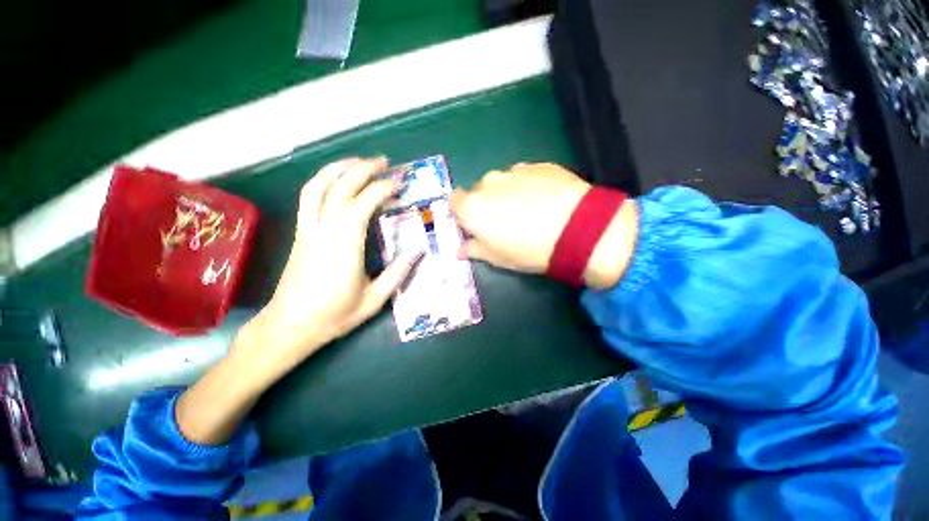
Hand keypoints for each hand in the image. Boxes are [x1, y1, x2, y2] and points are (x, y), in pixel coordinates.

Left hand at [177, 157, 419, 444]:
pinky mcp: (301, 233)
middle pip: (339, 188)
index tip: (398, 183)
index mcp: (344, 248)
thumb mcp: (374, 300)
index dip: (380, 189)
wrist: (289, 327)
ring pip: (317, 187)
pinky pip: (309, 198)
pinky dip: (324, 181)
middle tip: (384, 162)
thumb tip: (417, 252)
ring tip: (360, 162)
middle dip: (362, 169)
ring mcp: (307, 230)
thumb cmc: (333, 316)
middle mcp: (323, 232)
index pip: (361, 205)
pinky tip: (338, 180)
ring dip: (339, 168)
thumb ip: (397, 274)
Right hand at [450, 162, 636, 288]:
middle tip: (506, 220)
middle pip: (479, 190)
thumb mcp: (497, 258)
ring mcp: (514, 171)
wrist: (577, 229)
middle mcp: (488, 183)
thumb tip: (460, 249)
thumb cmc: (528, 249)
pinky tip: (546, 200)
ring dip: (508, 193)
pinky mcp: (539, 165)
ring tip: (530, 209)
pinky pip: (525, 175)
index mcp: (473, 207)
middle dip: (487, 203)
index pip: (454, 201)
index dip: (463, 212)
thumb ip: (474, 249)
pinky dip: (529, 185)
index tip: (476, 223)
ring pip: (503, 182)